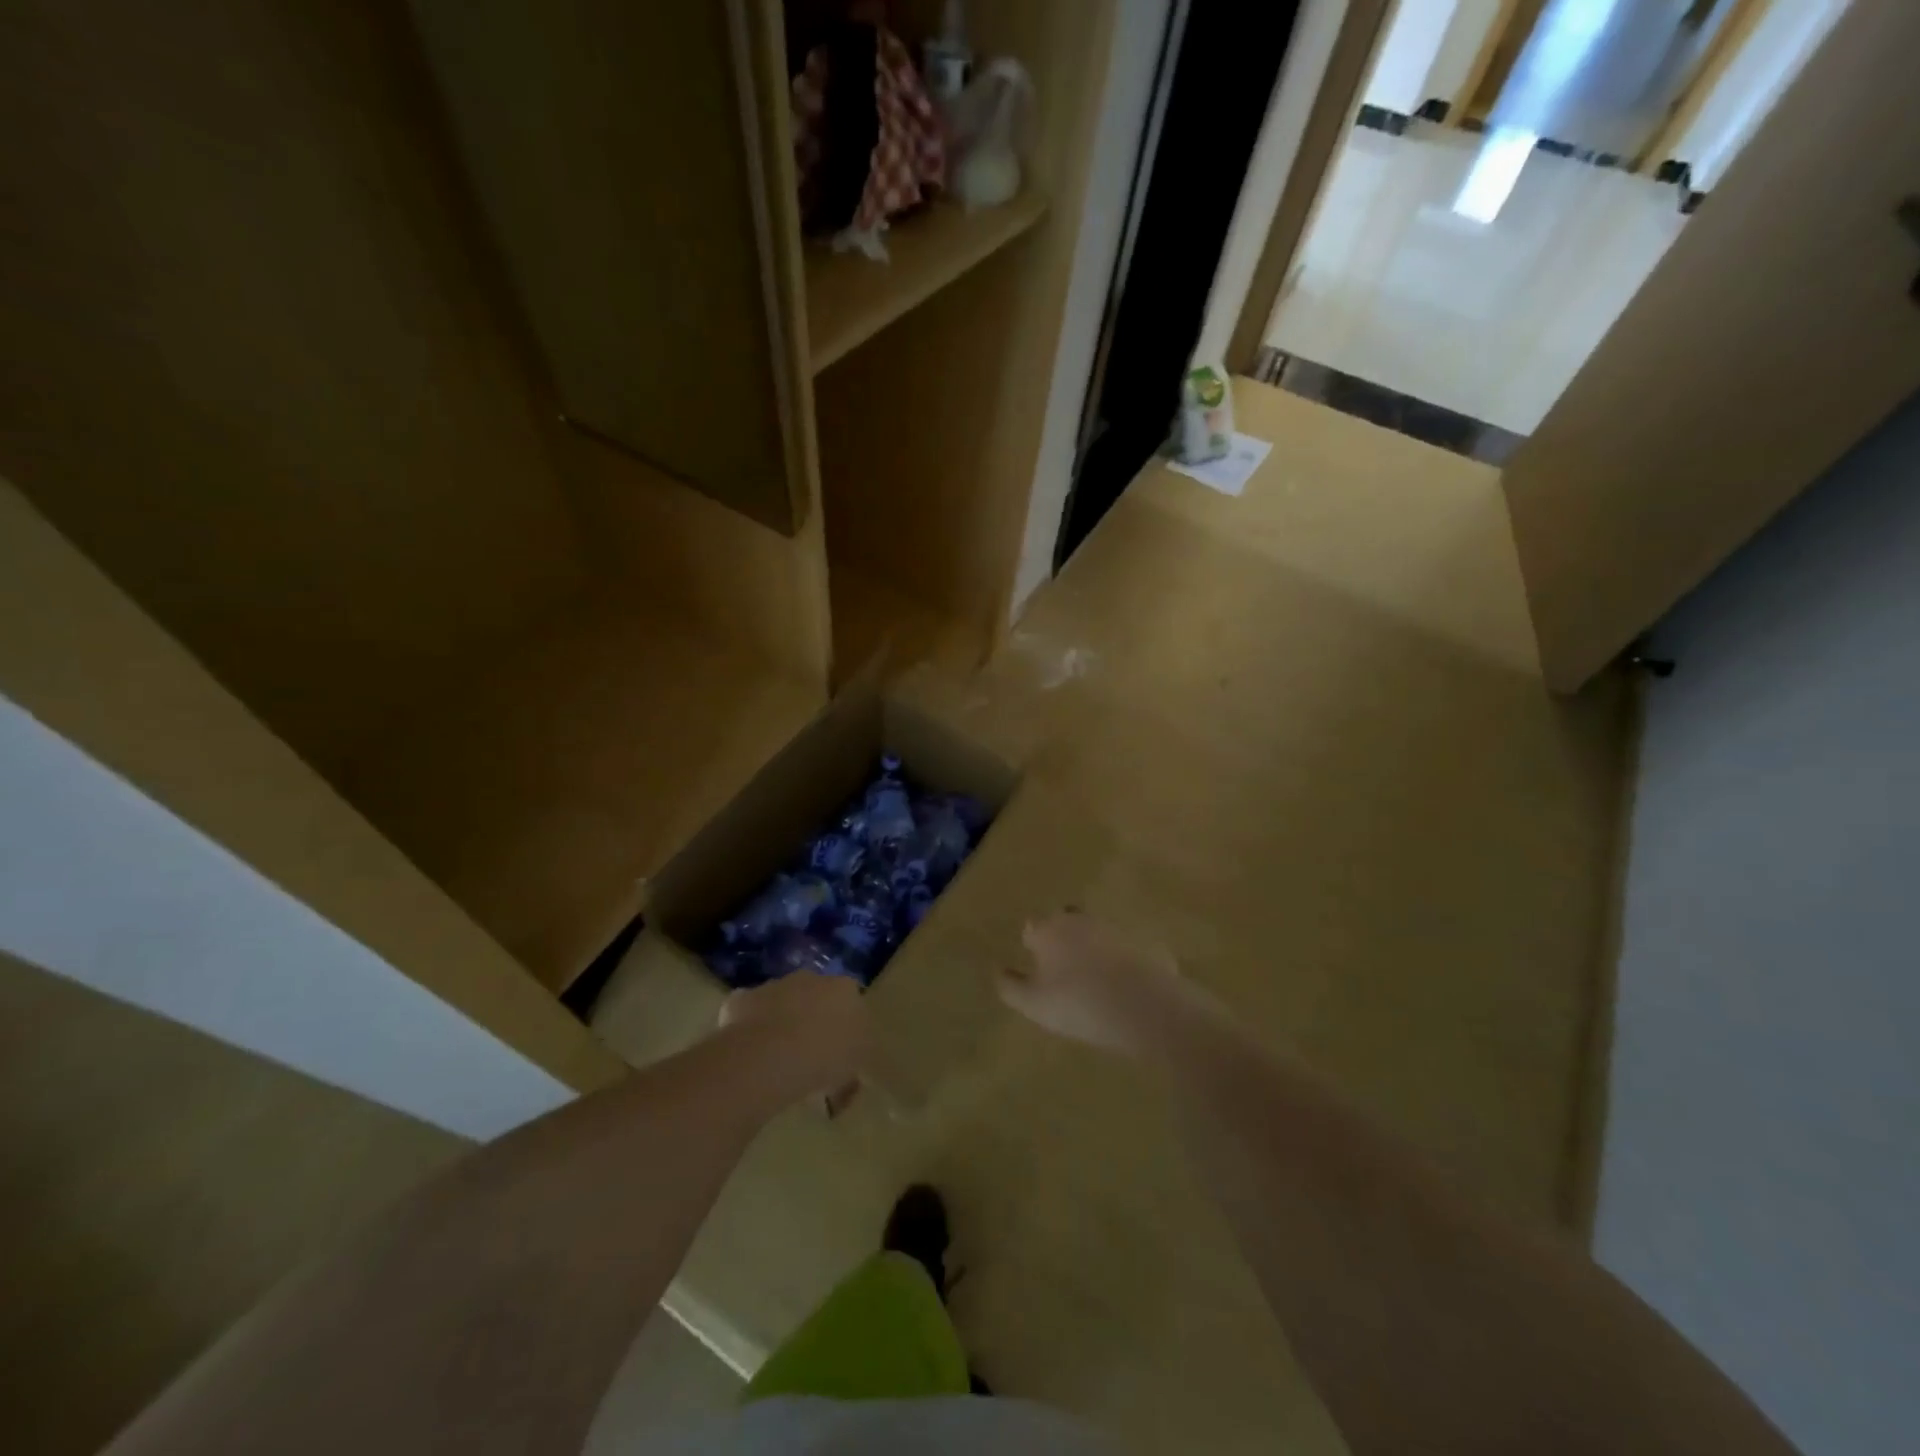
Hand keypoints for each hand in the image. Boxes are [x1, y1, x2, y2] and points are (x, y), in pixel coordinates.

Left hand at [719, 972, 873, 1103]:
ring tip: (776, 1061)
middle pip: (816, 998)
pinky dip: (751, 1030)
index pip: (852, 1005)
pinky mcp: (743, 998)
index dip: (846, 1031)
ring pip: (782, 1003)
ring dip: (782, 1023)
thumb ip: (850, 1071)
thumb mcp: (850, 1077)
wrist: (769, 1056)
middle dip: (813, 1022)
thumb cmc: (823, 1061)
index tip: (839, 1056)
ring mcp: (775, 985)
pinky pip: (750, 1014)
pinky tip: (750, 1056)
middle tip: (808, 1058)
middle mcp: (812, 978)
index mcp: (846, 990)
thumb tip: (844, 1082)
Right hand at [998, 911, 1210, 1057]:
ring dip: (1094, 947)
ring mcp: (1117, 928)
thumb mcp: (1034, 1005)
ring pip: (1098, 932)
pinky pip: (1128, 948)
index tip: (1035, 962)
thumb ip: (1011, 987)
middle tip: (1063, 966)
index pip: (1033, 927)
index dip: (1032, 944)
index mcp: (1050, 930)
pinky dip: (1123, 960)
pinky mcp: (1147, 942)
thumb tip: (997, 970)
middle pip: (1066, 921)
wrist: (1145, 1007)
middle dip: (1063, 937)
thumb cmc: (1079, 1004)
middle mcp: (1082, 920)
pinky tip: (1126, 986)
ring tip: (1095, 978)